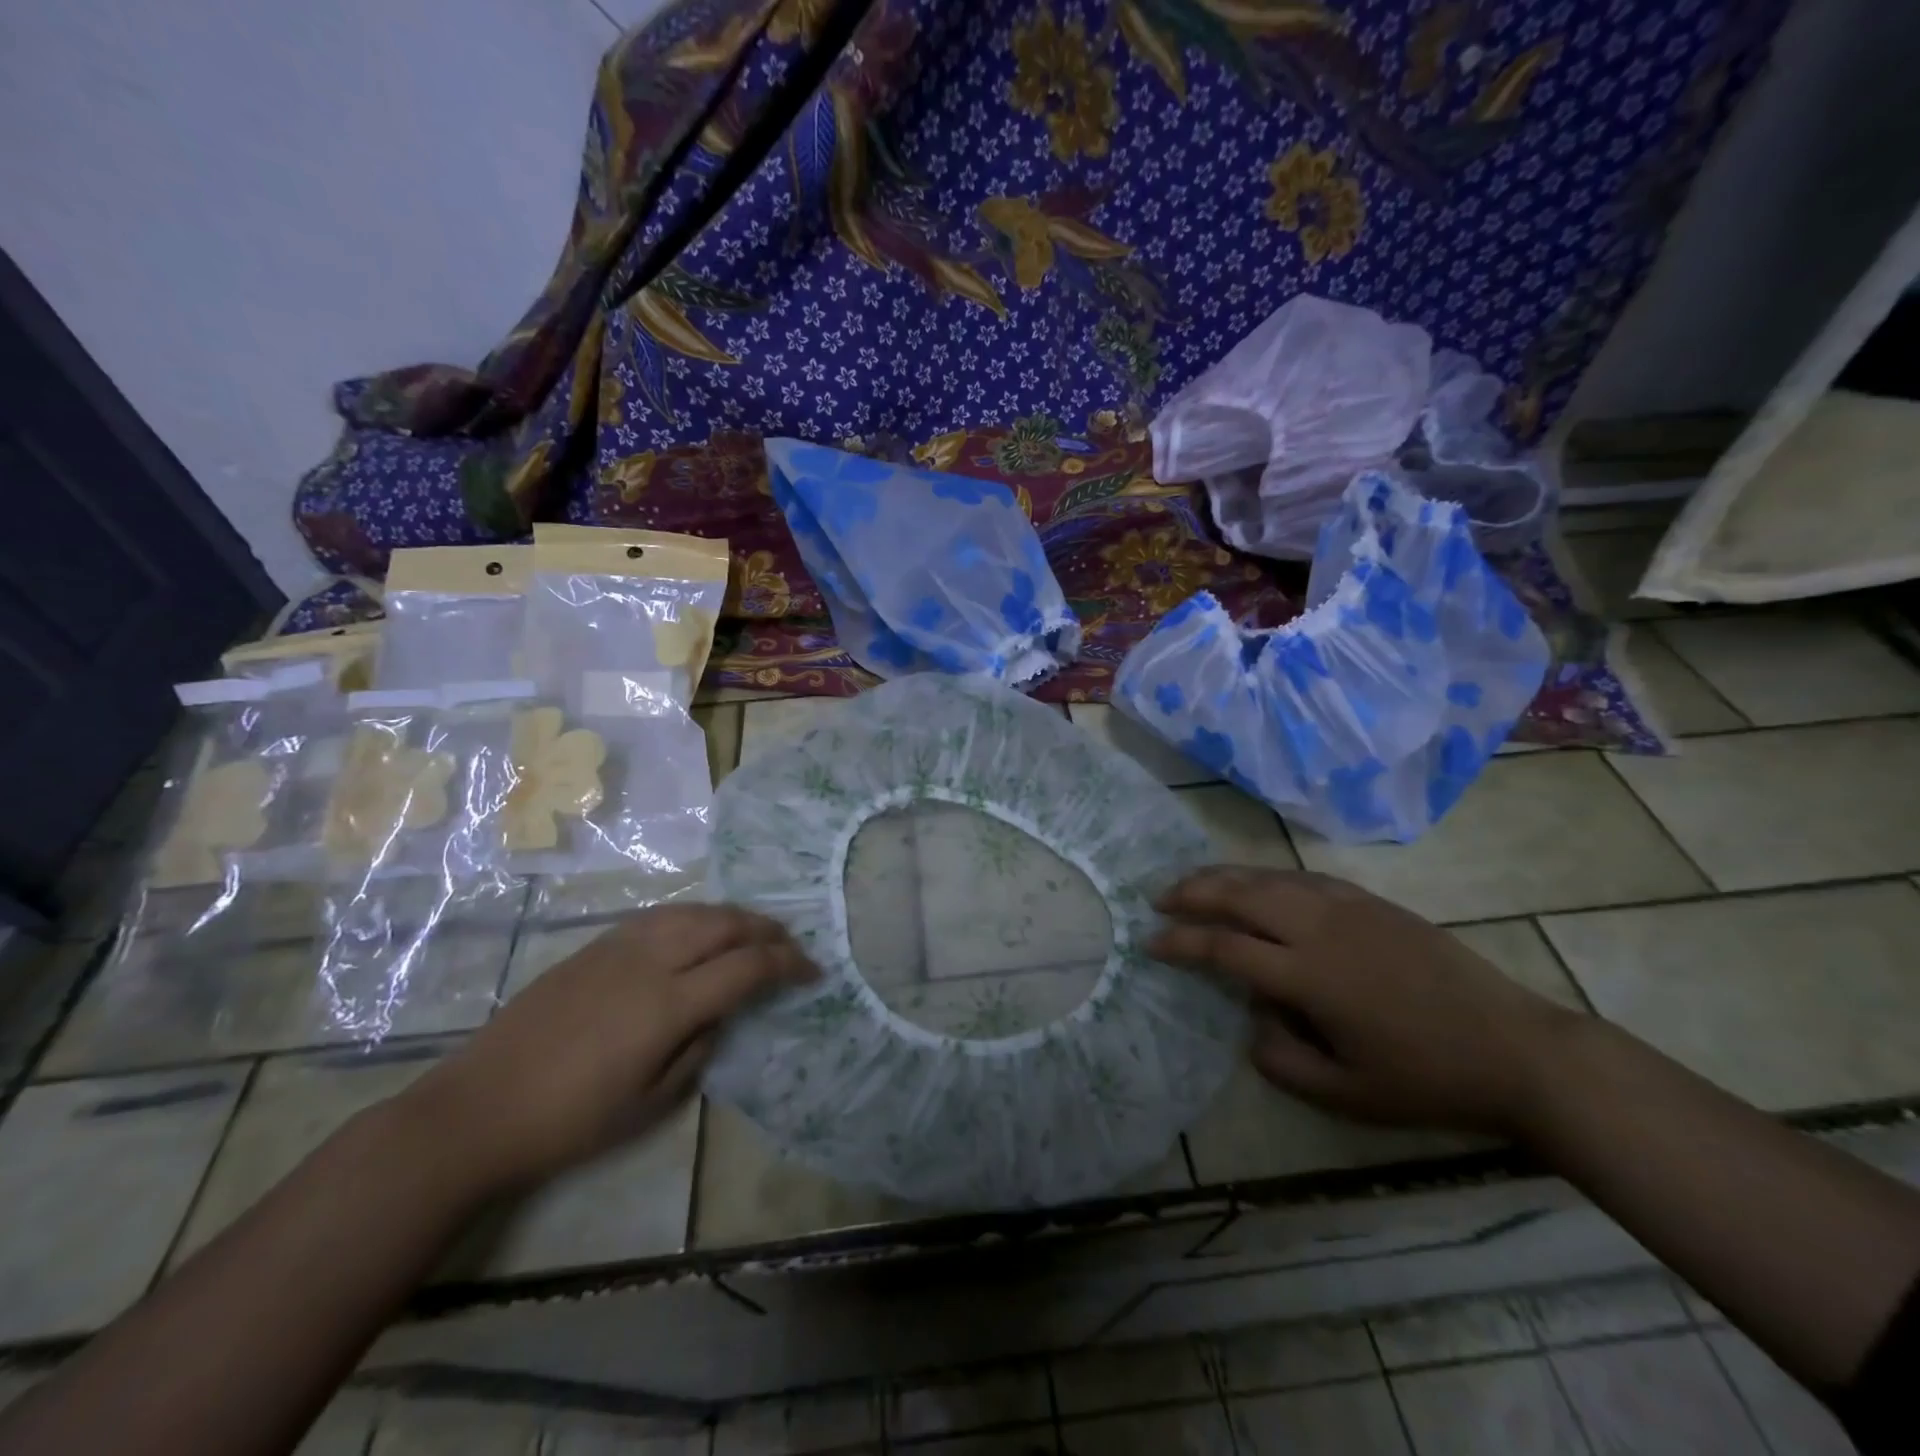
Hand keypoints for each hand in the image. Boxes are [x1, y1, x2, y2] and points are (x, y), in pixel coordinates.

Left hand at [404, 904, 813, 1193]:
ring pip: (693, 911)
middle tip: (790, 944)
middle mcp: (650, 961)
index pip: (747, 967)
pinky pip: (661, 916)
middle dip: (767, 929)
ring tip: (753, 931)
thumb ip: (698, 1049)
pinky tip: (699, 930)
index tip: (813, 971)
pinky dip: (695, 916)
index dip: (788, 964)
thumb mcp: (650, 1103)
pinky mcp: (594, 945)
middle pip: (725, 924)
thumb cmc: (569, 1122)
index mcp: (668, 1004)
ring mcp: (619, 947)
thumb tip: (720, 1014)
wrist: (476, 1110)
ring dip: (733, 916)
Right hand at [1151, 867, 1579, 1136]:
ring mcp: (1347, 907)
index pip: (1224, 947)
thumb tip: (1251, 1022)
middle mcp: (1319, 928)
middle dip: (1192, 893)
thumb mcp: (1348, 1095)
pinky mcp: (1372, 901)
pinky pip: (1304, 876)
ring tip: (1194, 881)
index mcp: (1308, 975)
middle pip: (1239, 895)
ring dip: (1224, 876)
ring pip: (1269, 877)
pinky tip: (1258, 882)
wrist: (1516, 1050)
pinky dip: (1267, 875)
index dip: (1180, 942)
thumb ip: (1283, 1062)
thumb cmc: (1428, 1079)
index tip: (1149, 942)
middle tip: (1158, 898)